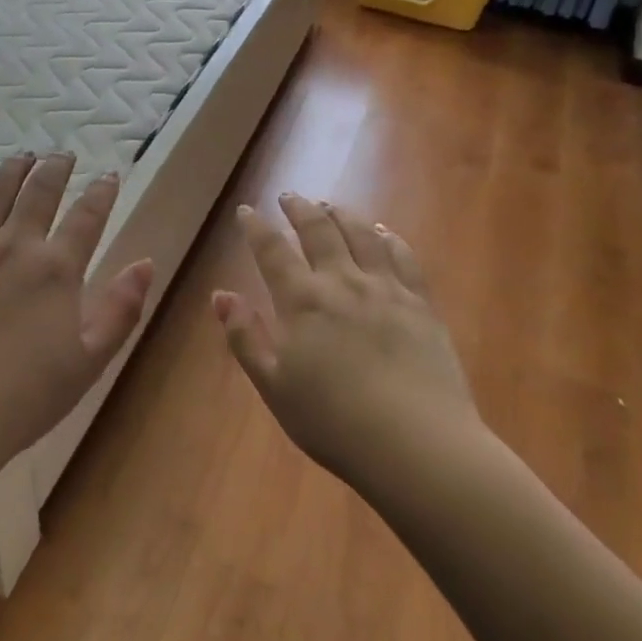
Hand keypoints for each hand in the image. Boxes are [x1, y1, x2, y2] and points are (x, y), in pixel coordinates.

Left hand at [0, 152, 153, 478]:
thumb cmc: (23, 398)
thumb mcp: (89, 361)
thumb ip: (121, 309)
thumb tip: (146, 263)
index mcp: (56, 269)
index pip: (86, 216)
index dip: (101, 192)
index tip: (109, 175)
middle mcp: (13, 247)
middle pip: (39, 193)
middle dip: (56, 169)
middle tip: (63, 155)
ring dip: (11, 171)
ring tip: (22, 156)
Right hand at [216, 194, 480, 484]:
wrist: (416, 444)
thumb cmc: (334, 422)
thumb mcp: (274, 387)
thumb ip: (245, 337)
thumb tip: (221, 295)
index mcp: (302, 300)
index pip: (272, 250)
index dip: (256, 227)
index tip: (247, 211)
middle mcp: (342, 281)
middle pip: (318, 230)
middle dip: (299, 209)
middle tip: (289, 196)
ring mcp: (385, 288)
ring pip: (360, 234)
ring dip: (341, 214)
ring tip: (330, 205)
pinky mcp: (420, 303)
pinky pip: (403, 256)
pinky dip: (388, 237)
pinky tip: (382, 232)